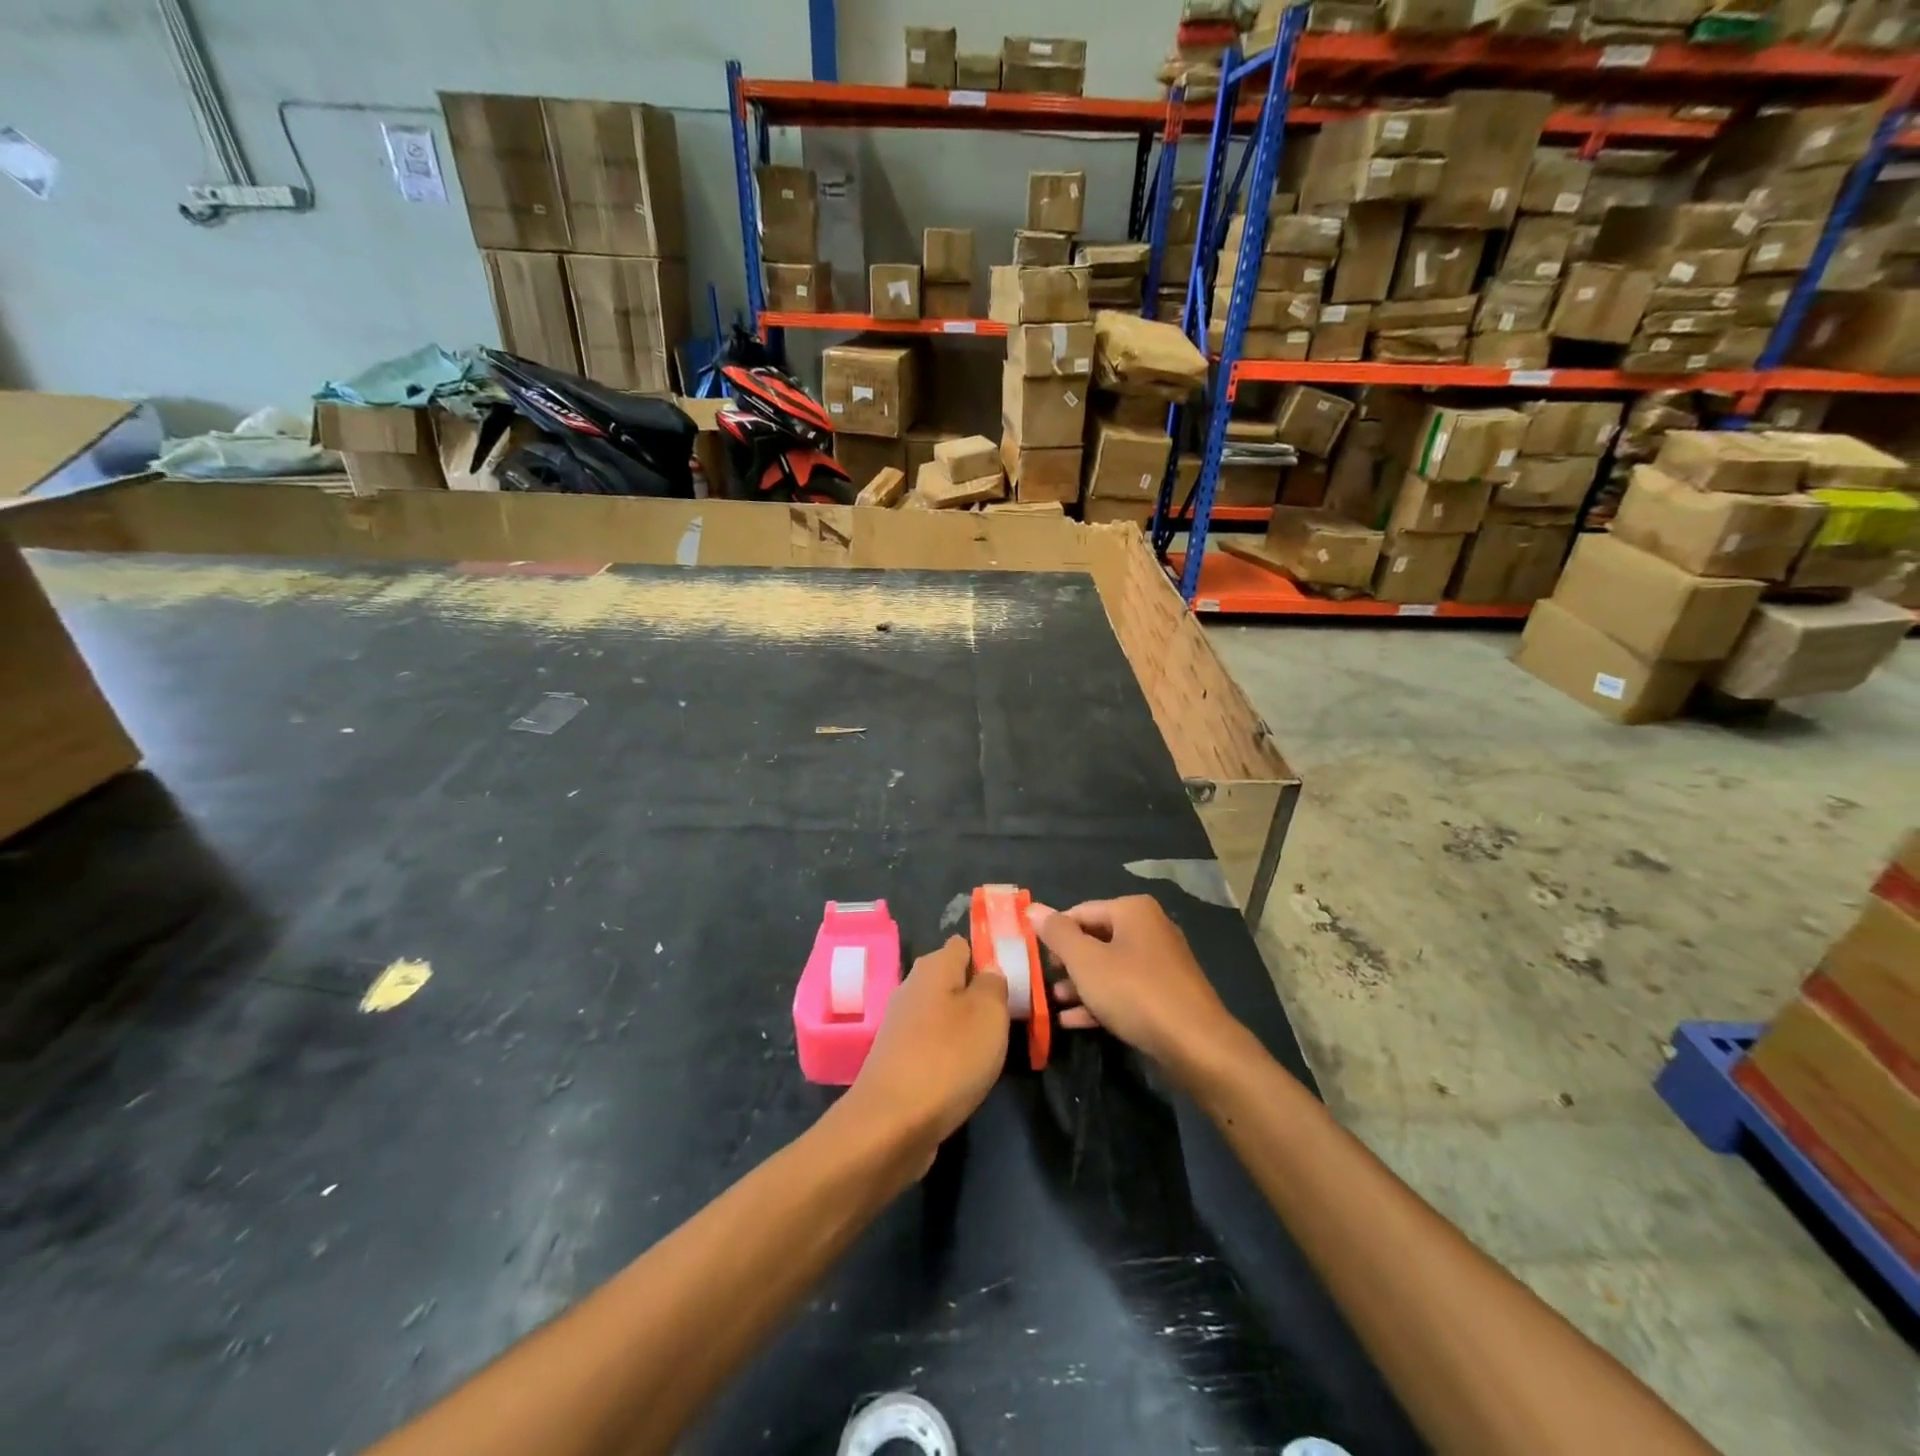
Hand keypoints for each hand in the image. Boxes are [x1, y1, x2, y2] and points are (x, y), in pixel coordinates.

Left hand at [843, 936, 1008, 1167]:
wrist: (892, 1124)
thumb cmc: (949, 1058)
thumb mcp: (989, 1013)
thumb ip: (994, 984)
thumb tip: (989, 971)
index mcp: (933, 967)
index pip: (963, 945)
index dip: (988, 956)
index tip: (1013, 979)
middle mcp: (912, 988)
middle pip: (952, 980)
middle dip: (979, 995)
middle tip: (1009, 1016)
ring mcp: (901, 1024)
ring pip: (943, 1013)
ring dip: (965, 1027)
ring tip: (992, 1048)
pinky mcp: (897, 1058)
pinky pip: (932, 1043)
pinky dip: (949, 1054)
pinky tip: (964, 1073)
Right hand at [1030, 896, 1240, 1074]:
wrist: (1196, 1045)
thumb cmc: (1134, 992)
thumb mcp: (1086, 961)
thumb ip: (1057, 934)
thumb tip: (1033, 908)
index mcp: (1132, 910)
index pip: (1080, 912)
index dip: (1053, 933)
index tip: (1033, 957)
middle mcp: (1150, 928)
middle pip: (1095, 938)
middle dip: (1067, 962)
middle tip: (1043, 981)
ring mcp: (1161, 963)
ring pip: (1109, 967)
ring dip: (1080, 984)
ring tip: (1055, 1002)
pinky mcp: (1166, 994)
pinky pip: (1125, 990)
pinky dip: (1100, 1001)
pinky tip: (1073, 1021)